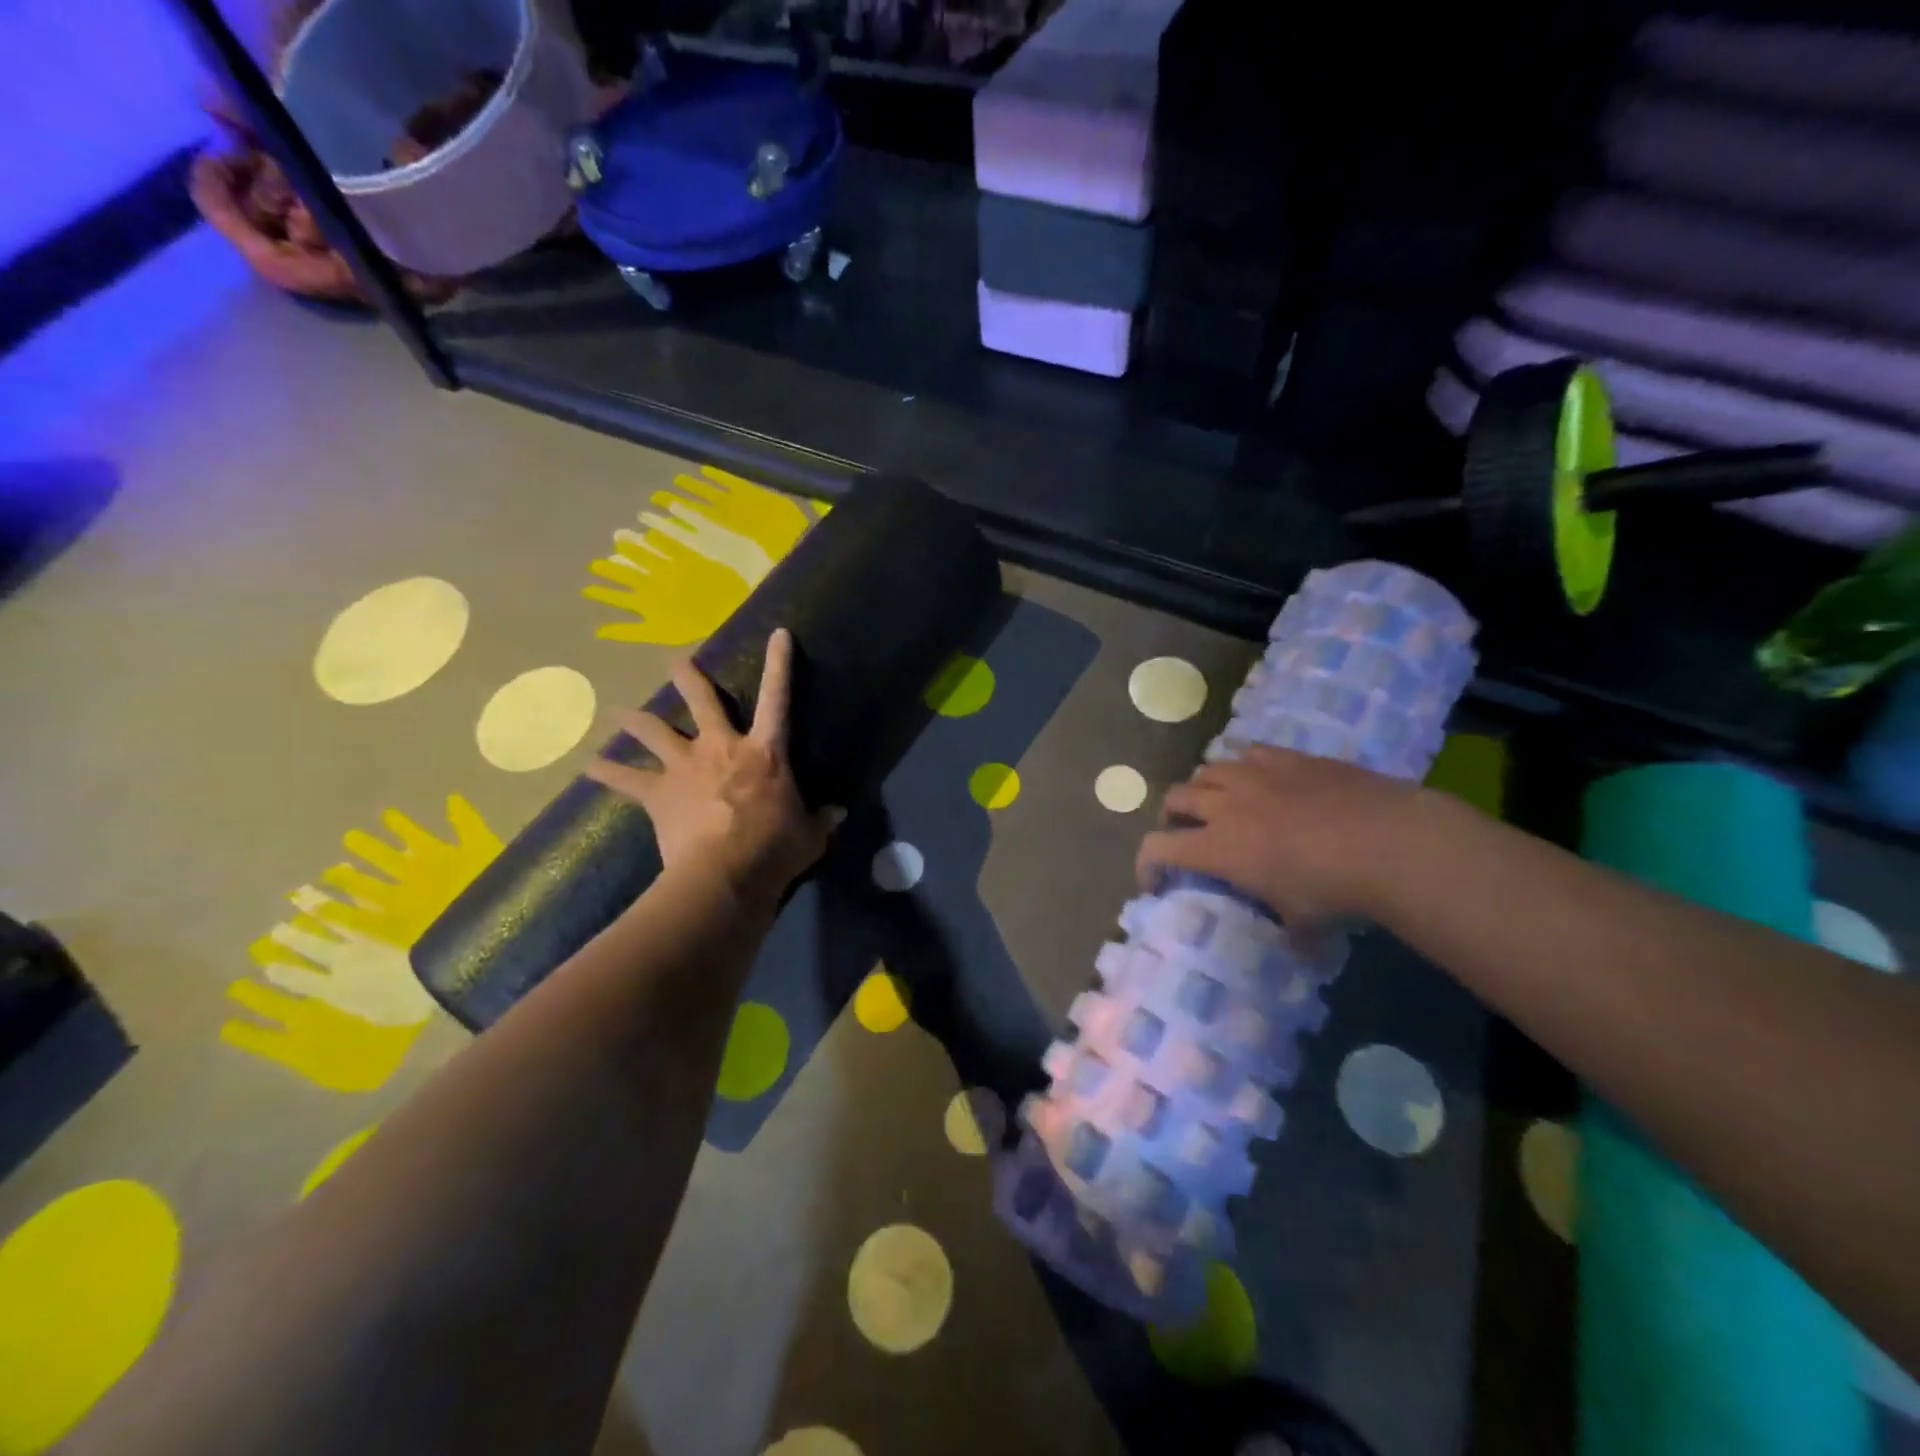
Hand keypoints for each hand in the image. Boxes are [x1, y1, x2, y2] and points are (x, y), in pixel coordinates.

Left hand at [587, 629, 837, 905]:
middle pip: (702, 700)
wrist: (723, 876)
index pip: (778, 698)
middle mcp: (721, 748)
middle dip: (689, 676)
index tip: (779, 634)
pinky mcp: (658, 794)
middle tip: (675, 660)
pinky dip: (606, 773)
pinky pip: (625, 780)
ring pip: (653, 731)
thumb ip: (821, 820)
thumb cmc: (774, 850)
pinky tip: (589, 767)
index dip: (780, 664)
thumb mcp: (809, 836)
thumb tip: (837, 813)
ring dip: (635, 719)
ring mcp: (685, 767)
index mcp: (764, 753)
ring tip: (617, 711)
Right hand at [1135, 746, 1425, 926]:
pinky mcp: (1288, 758)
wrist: (1388, 841)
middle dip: (1172, 817)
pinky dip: (1244, 767)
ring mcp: (1256, 775)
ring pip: (1207, 769)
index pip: (1157, 848)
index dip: (1146, 864)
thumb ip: (1287, 931)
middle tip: (1186, 833)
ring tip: (1220, 802)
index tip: (1154, 881)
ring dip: (1204, 788)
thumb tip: (1296, 946)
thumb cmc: (1335, 890)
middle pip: (1175, 797)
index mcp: (1217, 848)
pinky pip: (1249, 752)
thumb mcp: (1303, 924)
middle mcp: (1225, 805)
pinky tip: (1261, 779)